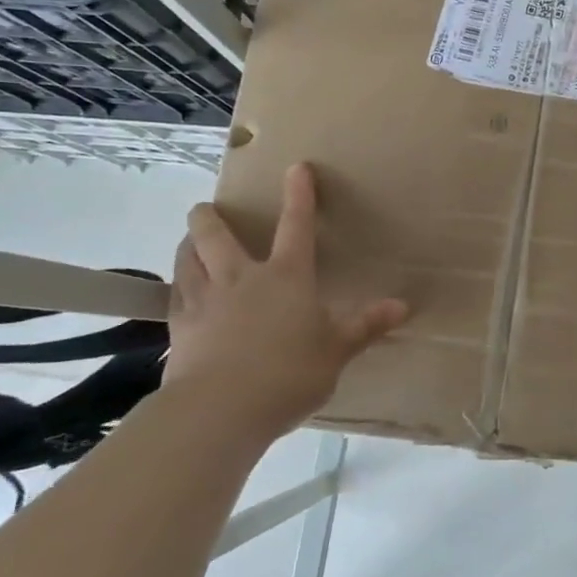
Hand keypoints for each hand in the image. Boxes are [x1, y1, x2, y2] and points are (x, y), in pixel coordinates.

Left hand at [166, 162, 407, 438]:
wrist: (221, 409)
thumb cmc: (289, 374)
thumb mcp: (336, 352)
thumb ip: (365, 326)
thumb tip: (403, 306)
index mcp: (286, 277)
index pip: (296, 226)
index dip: (299, 195)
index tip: (296, 168)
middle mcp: (241, 278)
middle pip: (217, 235)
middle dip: (211, 217)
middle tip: (206, 209)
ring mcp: (205, 300)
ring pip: (188, 259)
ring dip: (188, 245)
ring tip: (189, 242)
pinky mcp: (179, 328)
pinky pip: (174, 295)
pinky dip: (176, 285)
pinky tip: (177, 289)